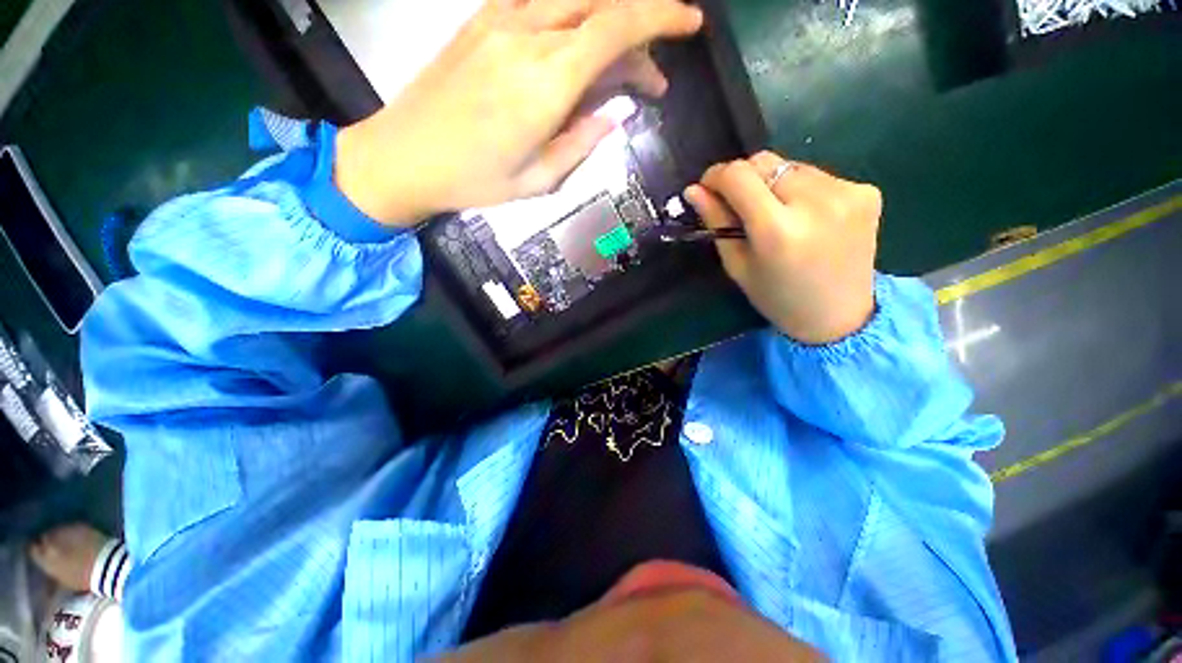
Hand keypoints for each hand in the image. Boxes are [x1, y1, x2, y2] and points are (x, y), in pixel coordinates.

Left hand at [335, 0, 703, 226]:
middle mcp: (527, 37)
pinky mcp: (483, 19)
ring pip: (575, 0)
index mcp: (545, 84)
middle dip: (641, 29)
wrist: (404, 155)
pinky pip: (543, 2)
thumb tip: (617, 114)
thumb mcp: (538, 180)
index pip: (617, 27)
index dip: (661, 17)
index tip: (691, 23)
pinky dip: (575, 18)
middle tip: (651, 78)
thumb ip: (582, 142)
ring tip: (619, 71)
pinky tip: (578, 51)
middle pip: (602, 6)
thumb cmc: (474, 179)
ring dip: (609, 25)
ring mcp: (501, 20)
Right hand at [685, 152, 880, 345]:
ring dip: (772, 183)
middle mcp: (815, 202)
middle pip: (764, 162)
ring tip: (776, 214)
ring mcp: (847, 192)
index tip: (708, 188)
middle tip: (739, 204)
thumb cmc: (777, 298)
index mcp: (777, 229)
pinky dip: (800, 189)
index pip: (739, 175)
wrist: (839, 315)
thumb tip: (694, 190)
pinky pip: (817, 175)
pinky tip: (805, 216)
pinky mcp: (866, 191)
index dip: (716, 176)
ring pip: (790, 166)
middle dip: (743, 178)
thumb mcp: (737, 265)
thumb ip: (717, 223)